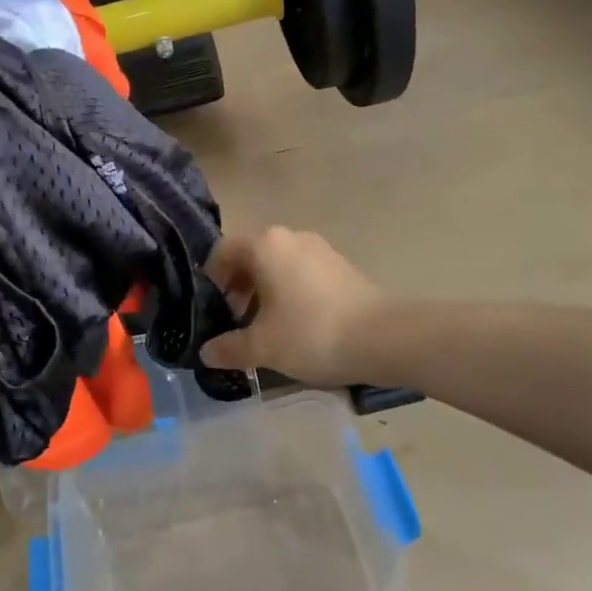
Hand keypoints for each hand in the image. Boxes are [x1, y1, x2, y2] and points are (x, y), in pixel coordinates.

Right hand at [199, 227, 386, 384]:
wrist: (385, 339)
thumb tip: (206, 353)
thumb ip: (229, 348)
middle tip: (236, 322)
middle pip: (251, 256)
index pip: (222, 251)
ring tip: (266, 328)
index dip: (211, 280)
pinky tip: (297, 326)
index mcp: (265, 245)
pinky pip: (302, 273)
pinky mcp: (341, 266)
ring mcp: (320, 249)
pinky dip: (290, 293)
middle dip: (238, 288)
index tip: (211, 309)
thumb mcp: (263, 347)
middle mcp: (290, 237)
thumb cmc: (312, 333)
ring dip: (264, 292)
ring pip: (278, 265)